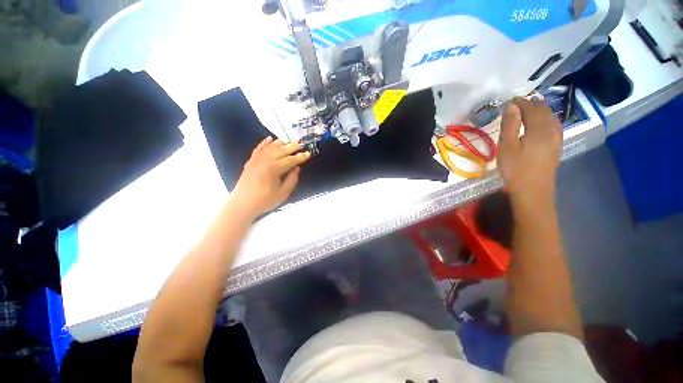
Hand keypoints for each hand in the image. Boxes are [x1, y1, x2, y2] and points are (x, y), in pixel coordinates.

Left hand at [231, 137, 310, 218]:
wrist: (242, 204)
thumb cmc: (265, 201)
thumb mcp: (283, 193)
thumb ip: (292, 179)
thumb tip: (297, 168)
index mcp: (274, 169)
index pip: (290, 160)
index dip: (300, 157)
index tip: (309, 153)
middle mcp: (265, 160)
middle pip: (281, 150)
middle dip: (293, 146)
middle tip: (302, 144)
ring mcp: (256, 159)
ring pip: (270, 147)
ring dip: (281, 143)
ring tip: (290, 141)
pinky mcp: (250, 161)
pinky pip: (258, 148)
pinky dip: (264, 142)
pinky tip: (270, 138)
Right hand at [497, 97, 562, 200]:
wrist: (533, 189)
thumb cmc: (516, 168)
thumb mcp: (507, 146)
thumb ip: (510, 124)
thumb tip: (512, 105)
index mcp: (538, 128)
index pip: (531, 108)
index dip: (521, 102)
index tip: (511, 99)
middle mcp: (551, 130)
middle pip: (543, 111)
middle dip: (532, 104)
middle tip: (520, 102)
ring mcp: (556, 138)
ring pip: (551, 118)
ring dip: (541, 110)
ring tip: (532, 107)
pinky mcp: (556, 146)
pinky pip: (554, 126)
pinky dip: (548, 119)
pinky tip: (544, 121)